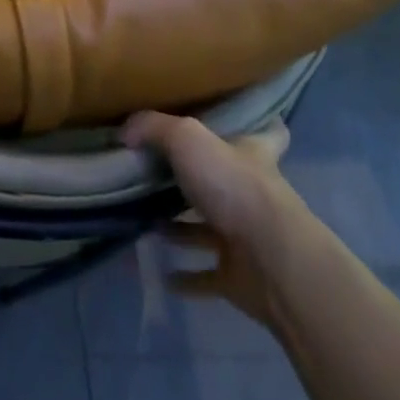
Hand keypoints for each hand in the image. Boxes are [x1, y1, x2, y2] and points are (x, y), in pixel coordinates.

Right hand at [121, 112, 305, 326]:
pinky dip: (184, 277)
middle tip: (154, 174)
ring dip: (180, 230)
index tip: (241, 122)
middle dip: (194, 181)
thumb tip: (125, 133)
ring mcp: (249, 238)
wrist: (274, 263)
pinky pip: (205, 275)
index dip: (258, 126)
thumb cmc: (235, 187)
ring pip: (209, 230)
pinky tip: (156, 272)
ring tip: (143, 223)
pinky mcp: (240, 278)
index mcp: (252, 156)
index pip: (267, 134)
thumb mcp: (187, 137)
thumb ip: (152, 127)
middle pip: (225, 182)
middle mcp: (254, 194)